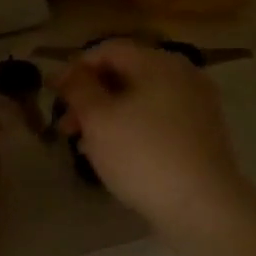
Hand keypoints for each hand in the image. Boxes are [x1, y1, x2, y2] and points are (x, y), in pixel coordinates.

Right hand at [53, 39, 255, 234]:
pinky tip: (116, 156)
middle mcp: (183, 75)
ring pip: (141, 100)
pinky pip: (158, 121)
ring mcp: (197, 106)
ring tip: (85, 146)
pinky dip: (133, 130)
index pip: (108, 49)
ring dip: (109, 116)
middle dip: (91, 96)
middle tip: (66, 127)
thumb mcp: (98, 119)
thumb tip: (66, 72)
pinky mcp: (202, 135)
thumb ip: (78, 89)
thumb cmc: (142, 155)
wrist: (202, 206)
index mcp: (159, 62)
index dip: (75, 68)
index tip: (53, 95)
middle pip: (127, 74)